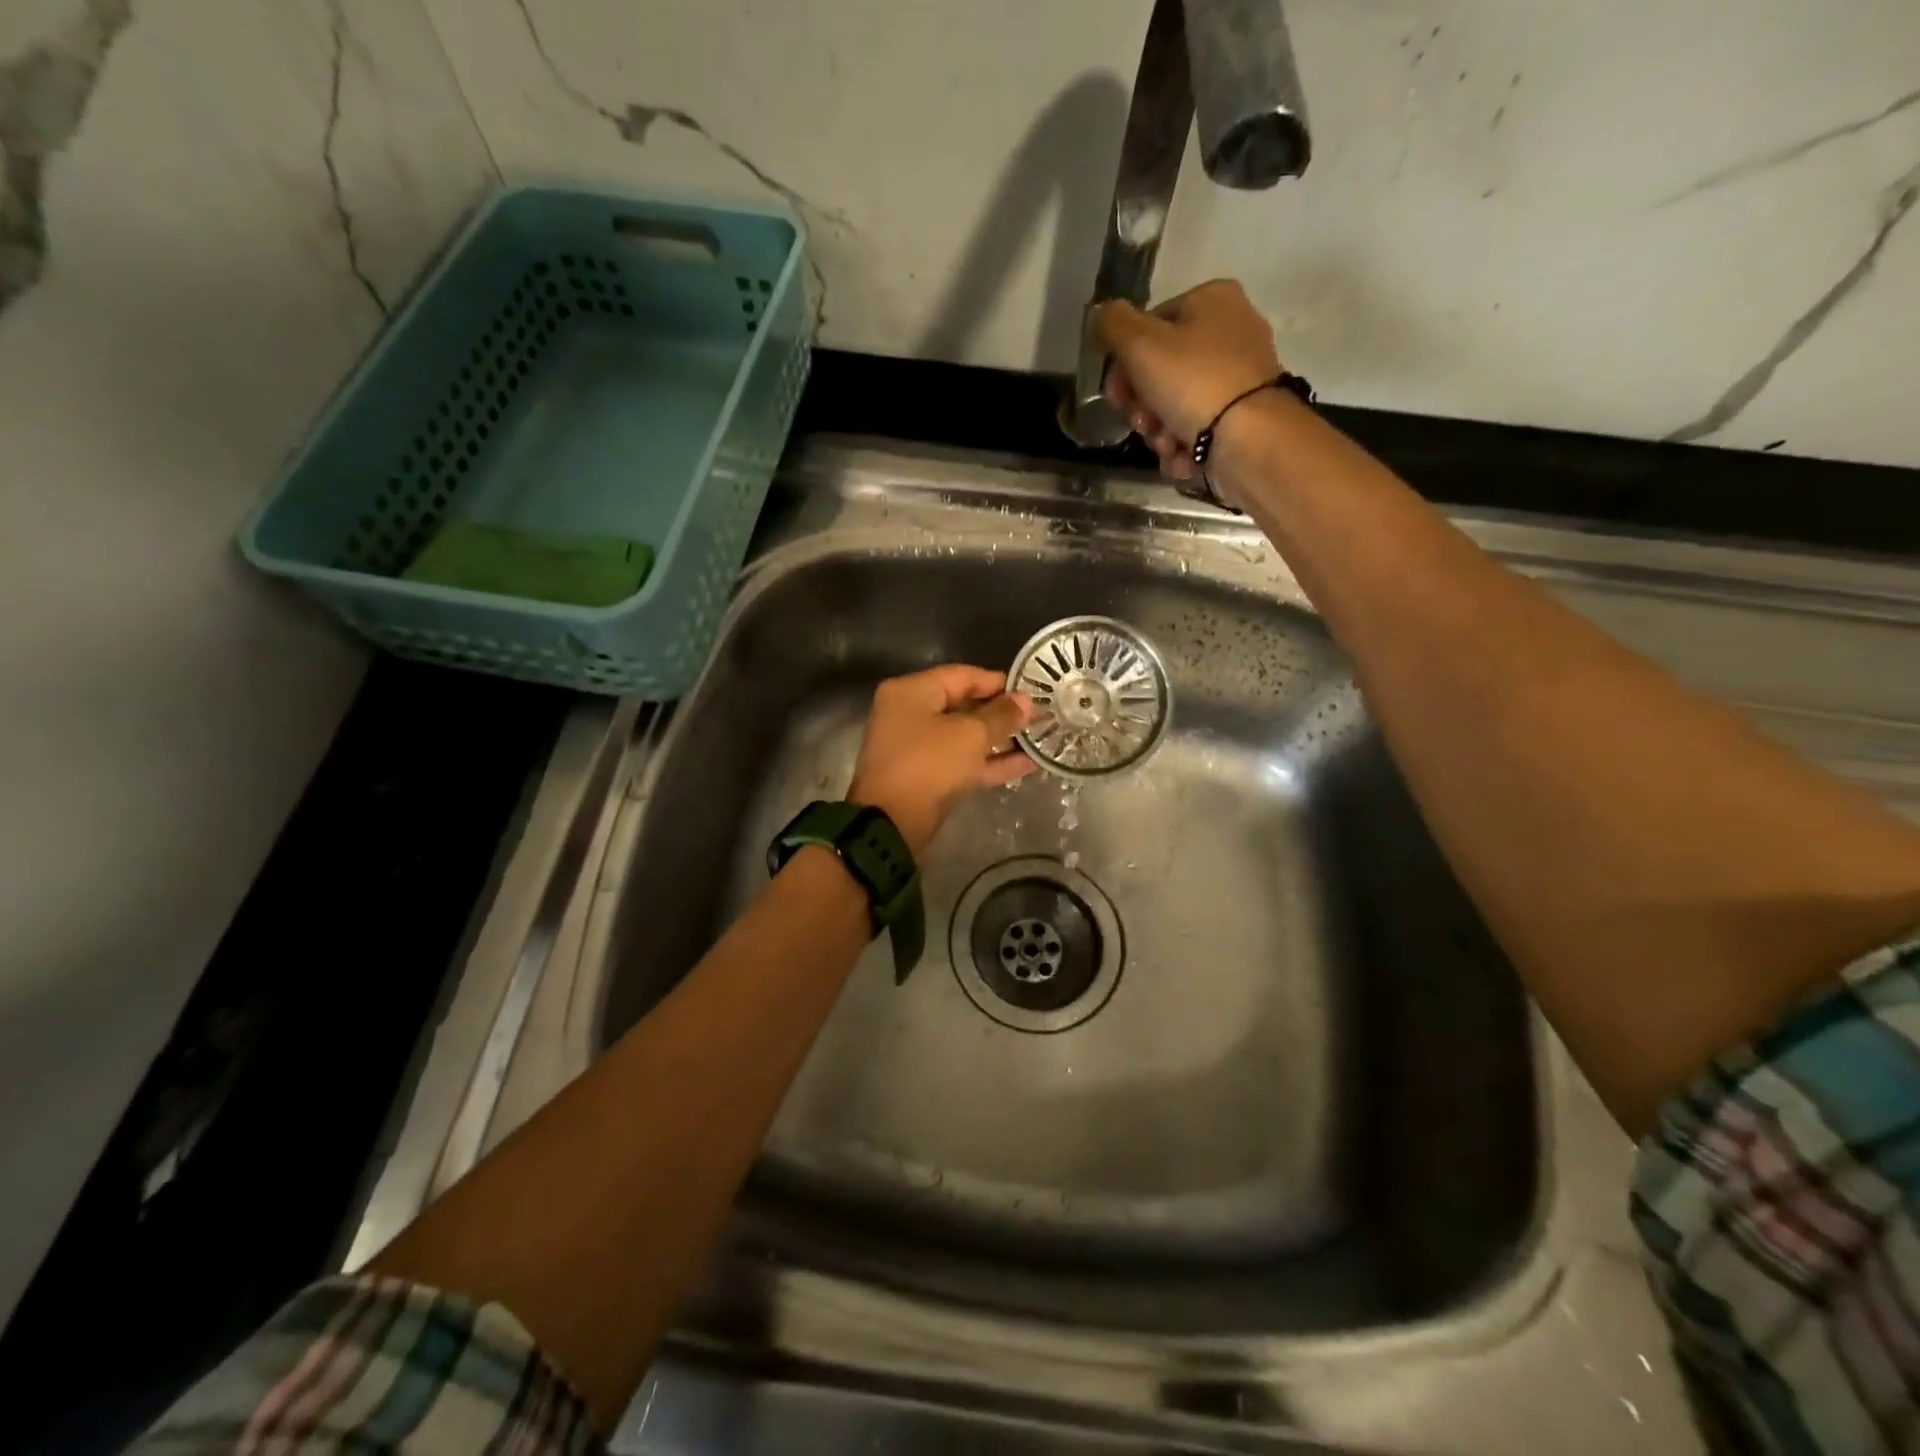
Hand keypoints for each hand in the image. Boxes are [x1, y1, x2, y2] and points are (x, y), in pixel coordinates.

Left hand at [848, 666, 1037, 855]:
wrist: (892, 825)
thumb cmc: (929, 765)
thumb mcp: (971, 735)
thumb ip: (1001, 716)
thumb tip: (1026, 701)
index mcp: (912, 692)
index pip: (963, 676)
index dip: (1000, 682)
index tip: (1033, 690)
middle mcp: (910, 714)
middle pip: (963, 706)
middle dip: (1002, 713)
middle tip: (1040, 716)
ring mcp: (917, 749)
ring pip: (965, 738)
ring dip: (1000, 740)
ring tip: (1040, 739)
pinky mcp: (926, 778)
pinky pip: (962, 762)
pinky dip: (990, 763)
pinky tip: (1027, 764)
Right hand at [1095, 280, 1283, 492]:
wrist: (1249, 441)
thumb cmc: (1193, 382)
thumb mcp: (1140, 344)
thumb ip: (1113, 324)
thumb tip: (1101, 314)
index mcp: (1212, 301)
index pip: (1150, 326)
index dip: (1124, 362)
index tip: (1115, 392)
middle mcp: (1231, 334)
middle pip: (1161, 372)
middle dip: (1142, 405)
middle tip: (1142, 421)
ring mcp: (1238, 381)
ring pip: (1175, 407)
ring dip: (1159, 431)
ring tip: (1166, 443)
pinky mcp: (1241, 420)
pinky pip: (1197, 432)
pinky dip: (1184, 448)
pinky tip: (1185, 457)